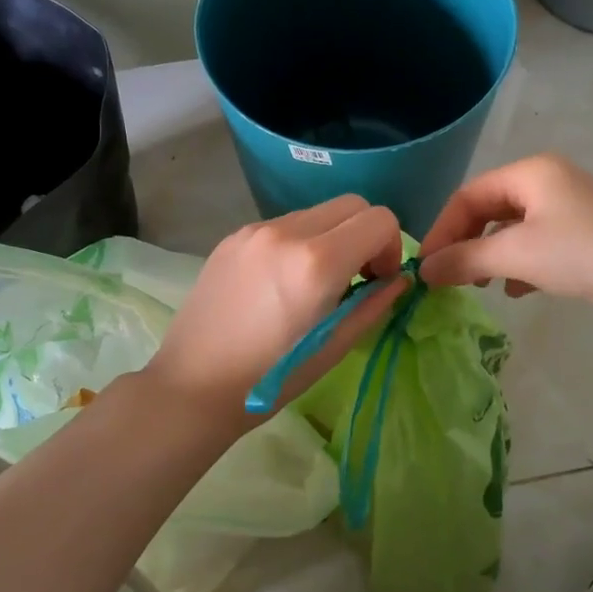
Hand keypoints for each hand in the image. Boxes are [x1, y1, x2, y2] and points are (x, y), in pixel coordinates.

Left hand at [145, 196, 406, 425]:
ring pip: (317, 212)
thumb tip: (399, 279)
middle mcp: (287, 231)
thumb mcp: (334, 347)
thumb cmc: (270, 379)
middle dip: (365, 235)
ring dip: (332, 237)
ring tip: (315, 283)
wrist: (193, 386)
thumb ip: (374, 304)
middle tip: (356, 277)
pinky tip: (282, 282)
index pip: (379, 220)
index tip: (378, 280)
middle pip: (351, 205)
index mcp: (317, 262)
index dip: (391, 247)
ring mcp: (255, 230)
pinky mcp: (233, 236)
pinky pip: (284, 224)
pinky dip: (299, 242)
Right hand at [418, 154, 592, 312]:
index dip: (442, 229)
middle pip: (489, 209)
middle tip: (448, 277)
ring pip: (512, 229)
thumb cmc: (584, 254)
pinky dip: (519, 264)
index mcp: (530, 172)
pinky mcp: (585, 236)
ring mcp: (569, 209)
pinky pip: (537, 244)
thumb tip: (423, 270)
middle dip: (466, 243)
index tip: (425, 265)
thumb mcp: (517, 255)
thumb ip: (465, 259)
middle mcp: (548, 181)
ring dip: (490, 256)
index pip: (468, 195)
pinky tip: (516, 290)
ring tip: (479, 286)